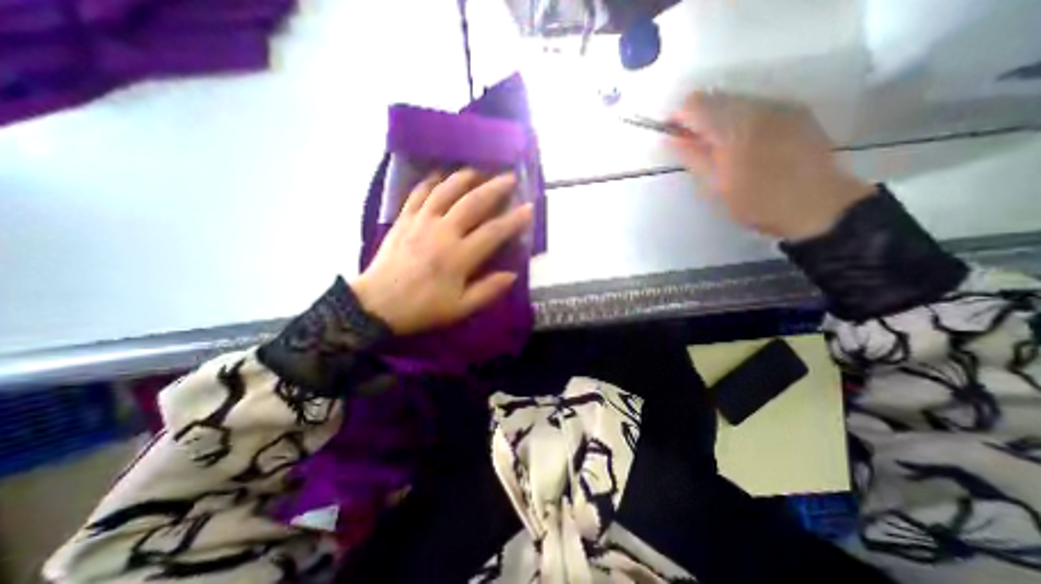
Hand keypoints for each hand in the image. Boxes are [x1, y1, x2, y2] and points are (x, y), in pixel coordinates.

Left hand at [352, 167, 530, 332]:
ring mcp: (421, 222)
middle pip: (472, 202)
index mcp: (458, 256)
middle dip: (495, 187)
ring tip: (478, 171)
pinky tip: (440, 176)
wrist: (377, 305)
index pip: (493, 232)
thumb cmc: (422, 308)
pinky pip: (418, 194)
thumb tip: (512, 275)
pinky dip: (431, 182)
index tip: (529, 208)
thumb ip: (487, 291)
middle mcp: (442, 232)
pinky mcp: (403, 219)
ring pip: (446, 191)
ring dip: (465, 177)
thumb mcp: (459, 308)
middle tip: (510, 177)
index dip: (513, 219)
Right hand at [667, 89, 876, 238]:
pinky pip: (757, 107)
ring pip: (737, 101)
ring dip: (720, 121)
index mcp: (734, 126)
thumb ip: (693, 157)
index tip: (673, 138)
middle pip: (717, 98)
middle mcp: (759, 106)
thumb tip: (671, 139)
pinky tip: (743, 145)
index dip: (679, 119)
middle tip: (694, 148)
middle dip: (699, 120)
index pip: (695, 105)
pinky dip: (741, 121)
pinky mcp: (796, 113)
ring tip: (718, 150)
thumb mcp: (715, 185)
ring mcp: (782, 106)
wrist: (817, 206)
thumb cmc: (756, 201)